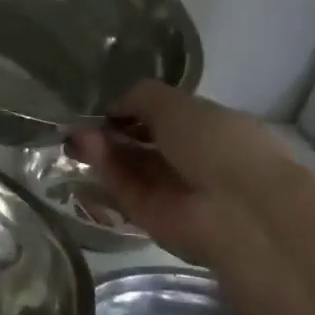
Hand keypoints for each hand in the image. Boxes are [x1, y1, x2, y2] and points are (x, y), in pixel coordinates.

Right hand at [68, 80, 298, 265]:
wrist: (237, 209)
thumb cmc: (219, 144)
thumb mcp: (179, 104)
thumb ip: (142, 97)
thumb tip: (113, 106)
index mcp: (210, 130)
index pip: (166, 119)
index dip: (135, 111)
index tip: (107, 107)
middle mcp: (190, 161)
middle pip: (141, 145)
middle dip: (111, 132)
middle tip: (79, 124)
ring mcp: (169, 191)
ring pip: (128, 167)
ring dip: (102, 148)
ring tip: (76, 135)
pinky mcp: (149, 216)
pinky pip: (123, 188)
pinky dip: (105, 168)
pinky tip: (88, 147)